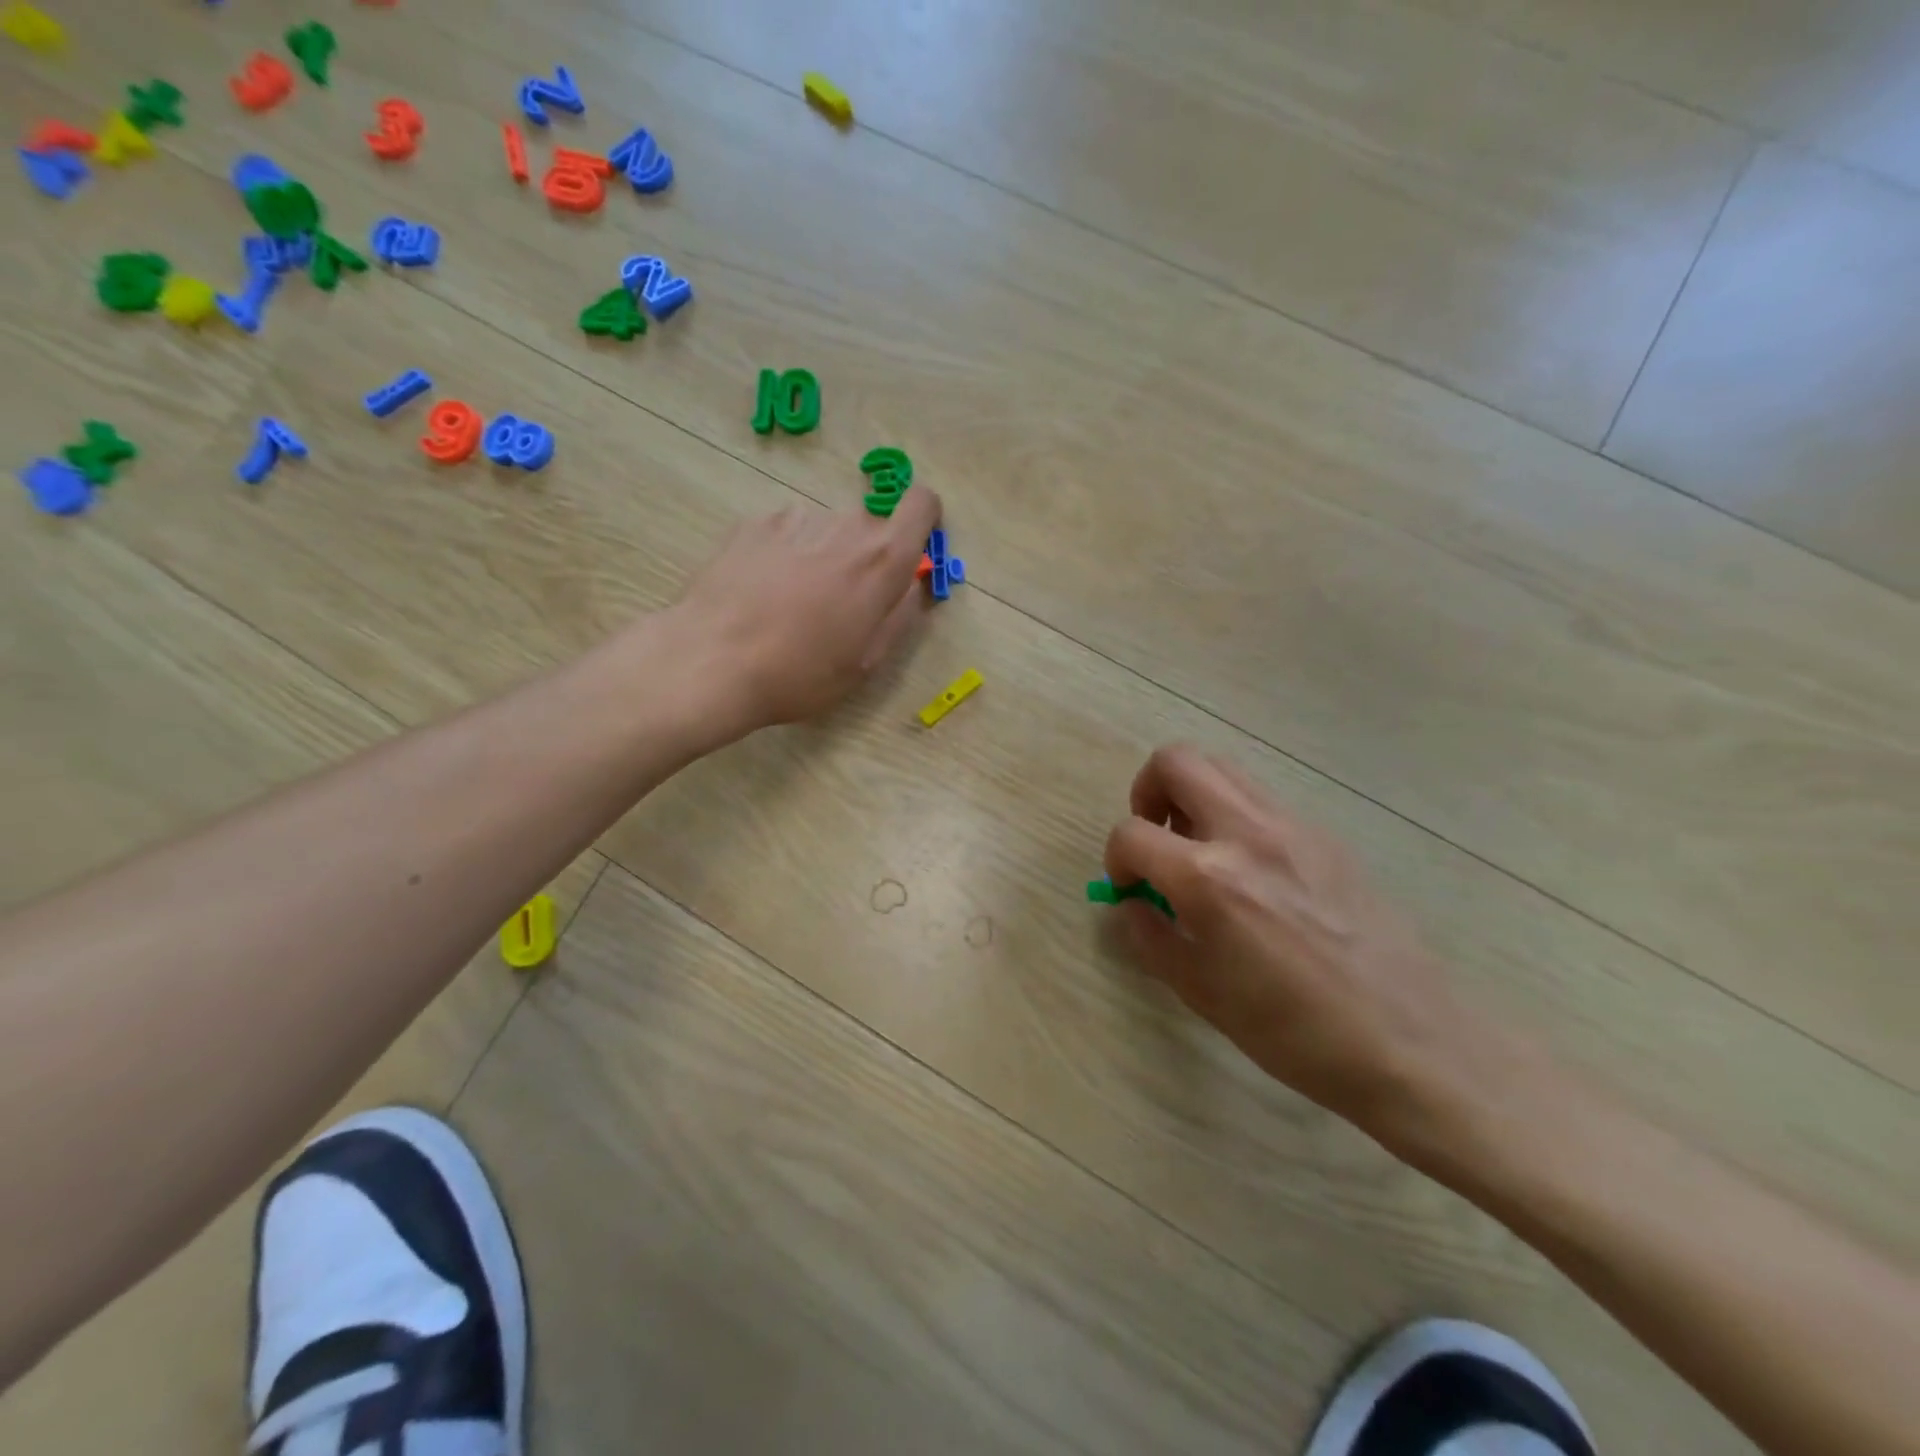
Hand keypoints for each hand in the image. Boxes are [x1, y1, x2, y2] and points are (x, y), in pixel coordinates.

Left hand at [674, 488, 942, 729]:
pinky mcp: (755, 523)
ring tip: (791, 605)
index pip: (921, 504)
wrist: (712, 660)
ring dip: (822, 557)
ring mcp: (797, 519)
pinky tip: (761, 594)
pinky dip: (785, 555)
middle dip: (863, 559)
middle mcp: (845, 525)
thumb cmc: (800, 672)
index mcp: (882, 559)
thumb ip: (900, 614)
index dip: (922, 521)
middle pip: (870, 528)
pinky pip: (788, 533)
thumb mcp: (867, 661)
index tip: (908, 552)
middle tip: (838, 607)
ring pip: (827, 531)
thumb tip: (911, 584)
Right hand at [1104, 744, 1486, 1133]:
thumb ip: (1151, 937)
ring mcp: (1292, 826)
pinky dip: (1233, 814)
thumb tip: (1133, 903)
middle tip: (1155, 838)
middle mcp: (1247, 834)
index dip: (1115, 859)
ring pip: (1221, 767)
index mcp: (1209, 878)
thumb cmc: (1295, 1033)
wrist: (1411, 1042)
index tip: (1128, 887)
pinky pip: (1261, 798)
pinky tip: (1249, 870)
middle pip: (1175, 761)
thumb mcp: (1202, 994)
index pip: (1131, 834)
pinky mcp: (1325, 835)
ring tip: (1197, 847)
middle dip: (1147, 792)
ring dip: (1192, 795)